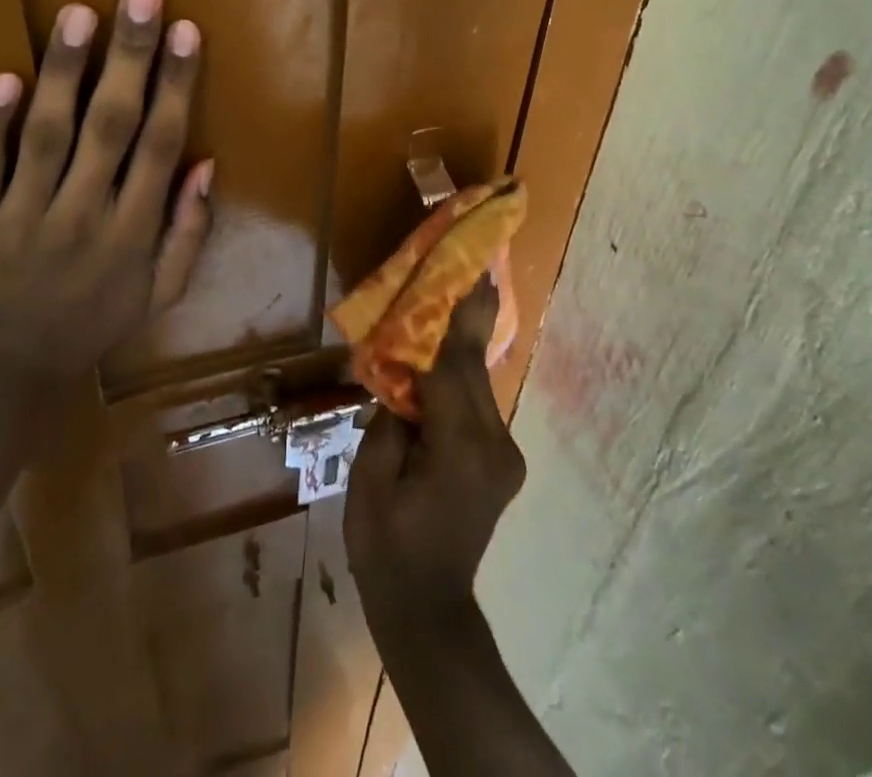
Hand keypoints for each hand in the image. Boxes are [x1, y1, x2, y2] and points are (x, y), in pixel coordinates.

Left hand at [0, 0, 213, 374]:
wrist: (6, 373)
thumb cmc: (93, 324)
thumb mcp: (161, 293)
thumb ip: (189, 231)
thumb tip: (206, 163)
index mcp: (132, 234)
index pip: (160, 146)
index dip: (176, 85)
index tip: (186, 31)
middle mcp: (83, 217)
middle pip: (111, 126)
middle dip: (129, 57)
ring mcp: (22, 217)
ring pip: (47, 135)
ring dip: (64, 71)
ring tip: (79, 14)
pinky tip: (4, 76)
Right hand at [343, 279, 525, 626]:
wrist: (428, 610)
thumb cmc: (385, 548)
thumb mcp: (368, 482)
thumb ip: (387, 421)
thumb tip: (399, 377)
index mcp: (459, 449)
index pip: (451, 368)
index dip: (452, 316)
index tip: (464, 270)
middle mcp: (493, 444)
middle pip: (474, 366)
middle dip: (468, 314)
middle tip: (470, 262)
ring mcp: (503, 453)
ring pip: (479, 381)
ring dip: (464, 340)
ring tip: (460, 289)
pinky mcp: (501, 459)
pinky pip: (477, 401)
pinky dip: (462, 372)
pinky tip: (449, 349)